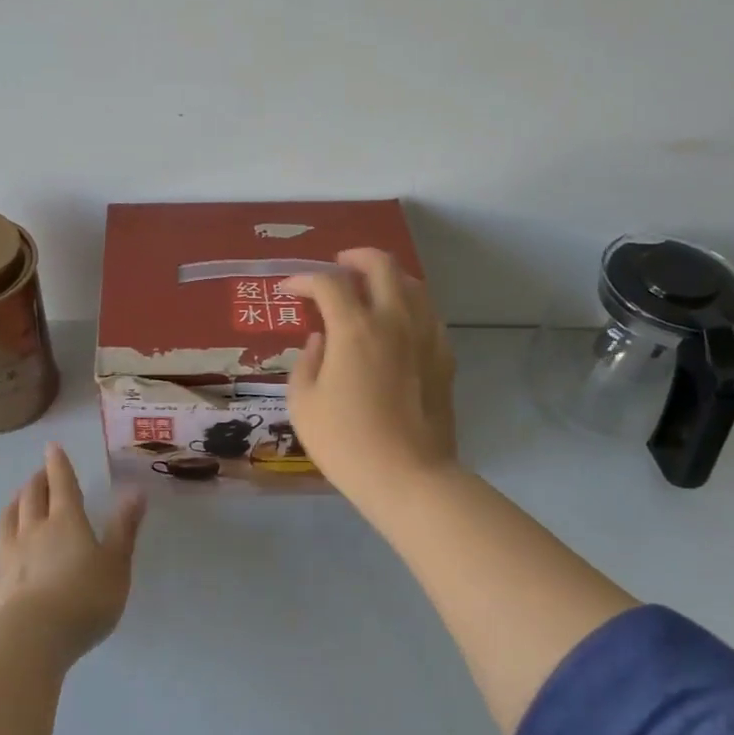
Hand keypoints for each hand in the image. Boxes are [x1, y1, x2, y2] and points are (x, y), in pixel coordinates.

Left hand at [0, 444, 146, 664]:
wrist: (33, 638)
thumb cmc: (85, 599)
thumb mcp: (117, 563)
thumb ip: (124, 528)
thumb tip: (136, 491)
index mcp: (66, 523)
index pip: (63, 485)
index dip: (58, 465)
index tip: (52, 447)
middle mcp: (32, 533)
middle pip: (31, 499)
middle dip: (36, 483)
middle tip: (38, 475)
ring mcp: (6, 562)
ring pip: (5, 526)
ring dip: (11, 509)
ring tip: (14, 500)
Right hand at [284, 248, 457, 498]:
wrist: (407, 476)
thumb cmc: (345, 441)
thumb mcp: (303, 403)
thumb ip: (307, 362)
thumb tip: (321, 341)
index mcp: (355, 328)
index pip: (328, 283)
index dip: (304, 280)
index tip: (289, 290)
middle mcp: (394, 320)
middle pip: (382, 265)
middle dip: (356, 258)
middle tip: (339, 267)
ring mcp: (425, 337)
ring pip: (413, 285)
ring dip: (387, 279)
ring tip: (370, 291)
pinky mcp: (444, 358)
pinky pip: (428, 316)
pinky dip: (409, 308)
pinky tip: (398, 326)